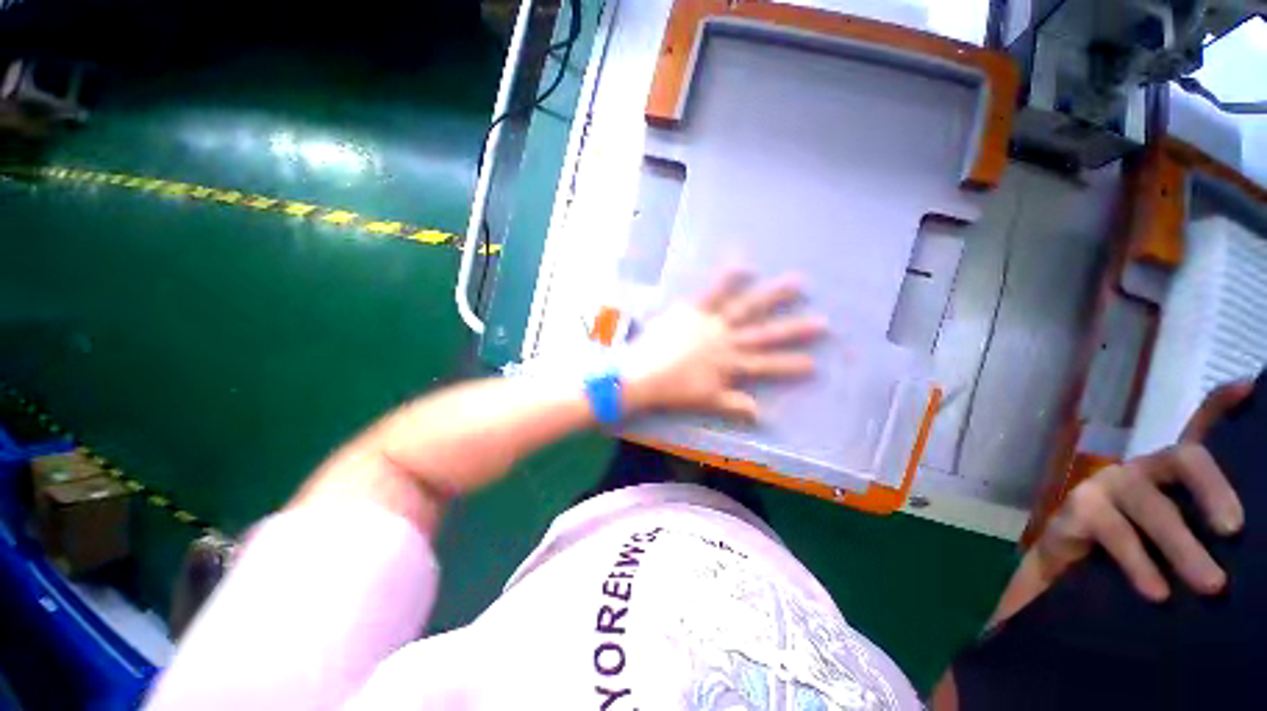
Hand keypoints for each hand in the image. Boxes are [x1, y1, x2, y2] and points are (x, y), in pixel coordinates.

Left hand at [621, 272, 826, 420]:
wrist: (641, 375)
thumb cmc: (672, 390)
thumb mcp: (705, 401)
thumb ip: (734, 405)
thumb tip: (761, 413)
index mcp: (729, 365)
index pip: (765, 366)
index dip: (790, 365)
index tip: (815, 363)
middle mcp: (727, 342)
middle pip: (765, 335)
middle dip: (794, 330)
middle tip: (822, 323)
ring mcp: (712, 323)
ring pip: (748, 308)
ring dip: (774, 297)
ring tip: (799, 283)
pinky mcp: (693, 309)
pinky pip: (713, 291)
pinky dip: (728, 276)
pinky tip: (744, 262)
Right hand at [1033, 381, 1252, 600]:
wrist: (1072, 570)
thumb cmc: (1142, 557)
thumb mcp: (1177, 541)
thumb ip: (1210, 528)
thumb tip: (1251, 489)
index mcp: (1172, 473)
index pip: (1199, 432)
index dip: (1222, 406)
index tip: (1251, 388)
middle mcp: (1144, 470)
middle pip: (1183, 460)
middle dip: (1213, 489)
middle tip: (1234, 532)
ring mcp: (1107, 486)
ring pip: (1151, 506)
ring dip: (1181, 544)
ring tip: (1209, 586)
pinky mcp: (1077, 508)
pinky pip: (1115, 533)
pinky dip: (1139, 563)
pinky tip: (1156, 591)